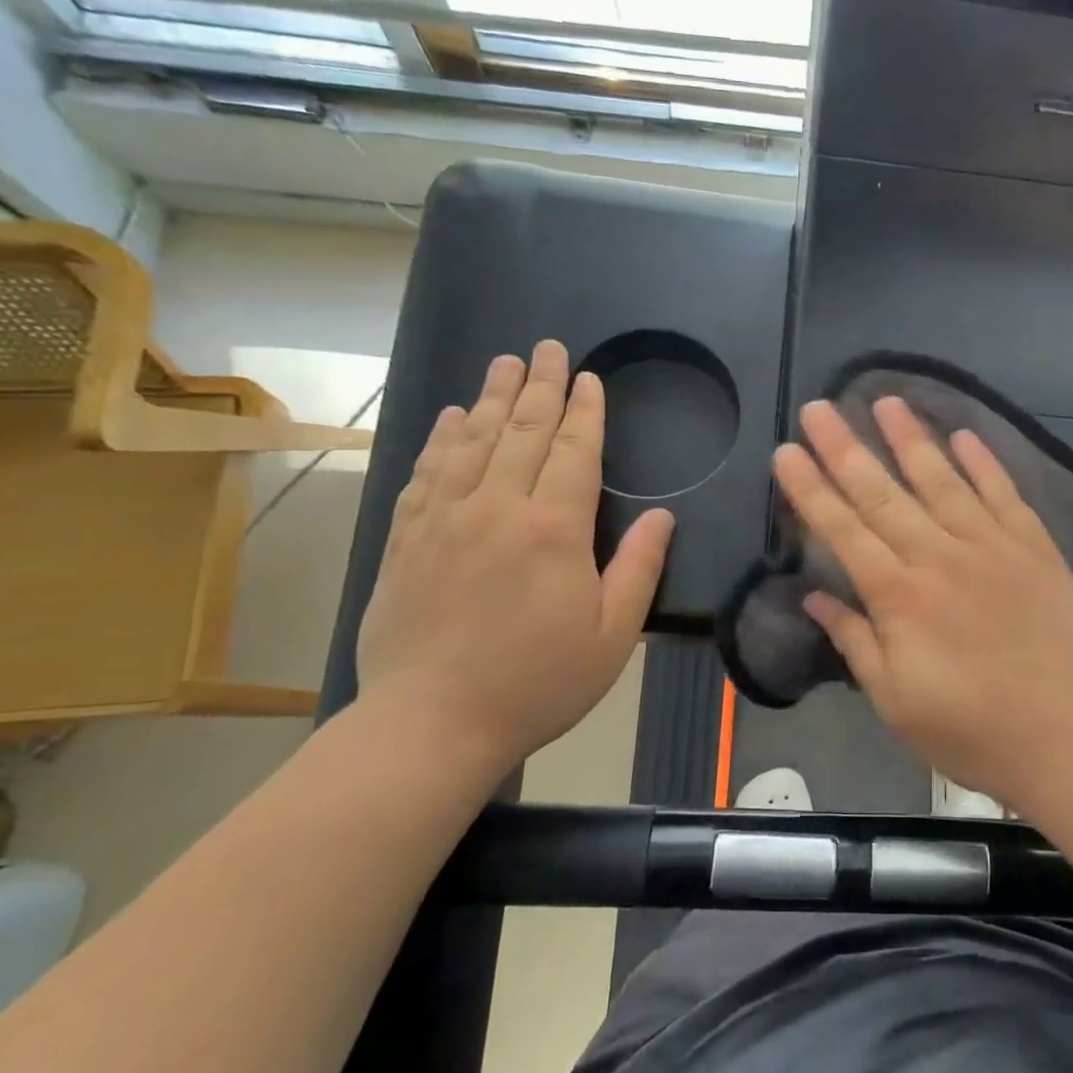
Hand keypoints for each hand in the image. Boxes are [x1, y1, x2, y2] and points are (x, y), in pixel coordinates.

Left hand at [357, 342, 674, 778]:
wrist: (433, 724)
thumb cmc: (538, 682)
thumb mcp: (612, 635)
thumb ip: (639, 568)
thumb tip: (664, 517)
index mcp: (554, 530)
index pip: (573, 451)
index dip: (584, 411)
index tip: (589, 378)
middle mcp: (497, 509)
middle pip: (522, 432)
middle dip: (540, 386)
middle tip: (548, 348)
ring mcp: (445, 520)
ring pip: (472, 441)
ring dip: (492, 397)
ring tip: (505, 362)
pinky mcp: (407, 539)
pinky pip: (426, 472)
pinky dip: (442, 438)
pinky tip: (452, 416)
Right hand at [772, 397, 1072, 808]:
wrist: (1069, 738)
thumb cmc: (972, 730)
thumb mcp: (895, 701)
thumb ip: (855, 642)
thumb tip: (815, 599)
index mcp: (900, 597)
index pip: (844, 531)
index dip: (811, 490)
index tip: (787, 452)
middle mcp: (940, 557)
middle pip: (883, 494)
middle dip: (846, 448)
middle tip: (819, 407)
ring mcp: (992, 546)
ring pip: (942, 480)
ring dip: (910, 438)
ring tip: (884, 399)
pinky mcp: (1035, 548)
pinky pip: (1004, 494)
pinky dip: (983, 462)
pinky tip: (963, 434)